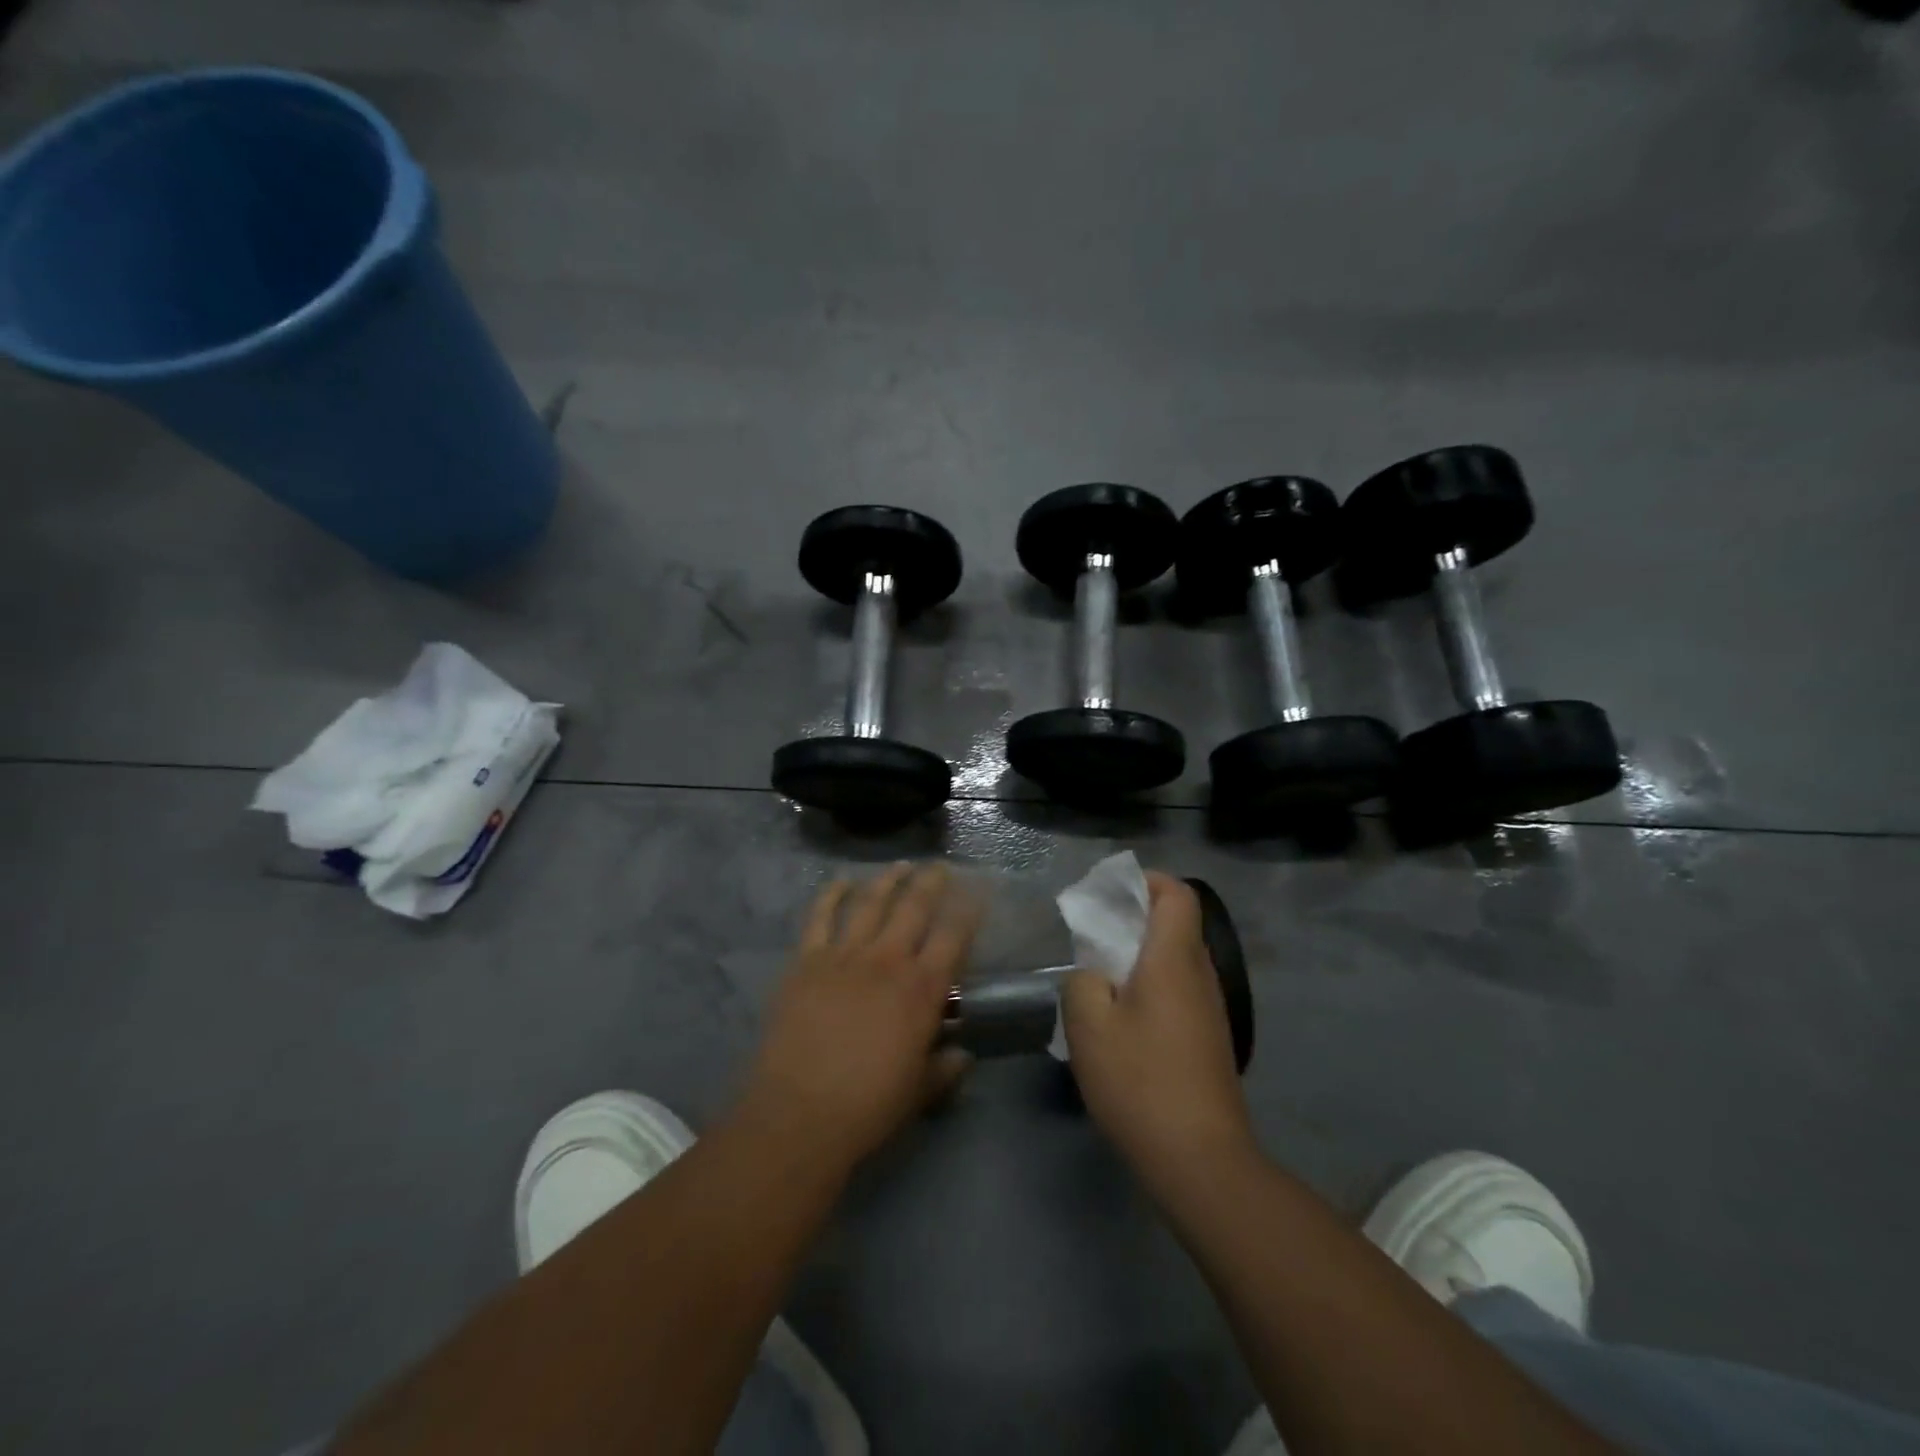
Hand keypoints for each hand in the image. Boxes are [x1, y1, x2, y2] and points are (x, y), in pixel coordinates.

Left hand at [736, 863, 977, 1169]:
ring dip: (888, 879)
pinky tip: (841, 882)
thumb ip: (945, 1068)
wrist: (800, 1113)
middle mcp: (888, 960)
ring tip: (900, 865)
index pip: (954, 936)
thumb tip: (963, 1055)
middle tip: (938, 867)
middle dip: (931, 882)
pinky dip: (831, 894)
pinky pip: (820, 916)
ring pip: (871, 902)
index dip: (968, 909)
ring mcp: (845, 955)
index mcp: (922, 989)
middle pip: (914, 906)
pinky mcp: (807, 960)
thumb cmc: (868, 1106)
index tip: (976, 891)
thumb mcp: (919, 1091)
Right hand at [1062, 872, 1254, 1190]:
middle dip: (1135, 919)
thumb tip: (1092, 975)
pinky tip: (1123, 1022)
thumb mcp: (1088, 1025)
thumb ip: (1082, 982)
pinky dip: (1152, 988)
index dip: (1147, 881)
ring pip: (1177, 962)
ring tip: (1101, 979)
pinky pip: (1180, 992)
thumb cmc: (1141, 1081)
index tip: (1110, 892)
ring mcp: (1211, 1011)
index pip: (1177, 894)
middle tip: (1093, 936)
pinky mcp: (1210, 1041)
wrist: (1200, 1160)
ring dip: (1141, 957)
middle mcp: (1201, 976)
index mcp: (1174, 959)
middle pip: (1176, 925)